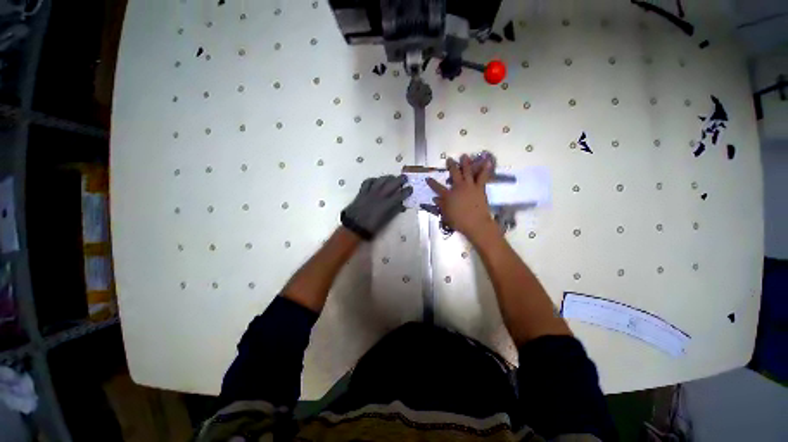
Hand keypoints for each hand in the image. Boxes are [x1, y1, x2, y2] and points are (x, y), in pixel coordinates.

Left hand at [341, 175, 412, 239]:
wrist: (354, 226)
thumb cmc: (371, 227)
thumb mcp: (385, 221)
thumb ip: (394, 212)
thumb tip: (402, 206)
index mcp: (386, 205)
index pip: (399, 195)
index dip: (406, 191)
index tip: (411, 188)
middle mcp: (379, 196)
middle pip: (391, 184)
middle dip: (399, 179)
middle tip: (405, 177)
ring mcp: (370, 192)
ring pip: (380, 180)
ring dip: (388, 177)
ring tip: (392, 177)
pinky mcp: (362, 192)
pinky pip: (368, 182)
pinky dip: (373, 180)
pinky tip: (376, 180)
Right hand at [426, 155, 496, 242]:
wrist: (476, 223)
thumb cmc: (459, 221)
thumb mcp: (446, 215)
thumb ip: (441, 205)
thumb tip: (435, 199)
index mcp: (448, 195)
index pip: (437, 188)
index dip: (432, 183)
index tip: (428, 178)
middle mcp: (458, 187)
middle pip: (453, 174)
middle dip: (451, 166)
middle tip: (449, 159)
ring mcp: (469, 186)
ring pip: (467, 171)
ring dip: (465, 163)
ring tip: (464, 155)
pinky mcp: (479, 187)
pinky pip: (482, 176)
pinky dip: (485, 169)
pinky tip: (487, 161)